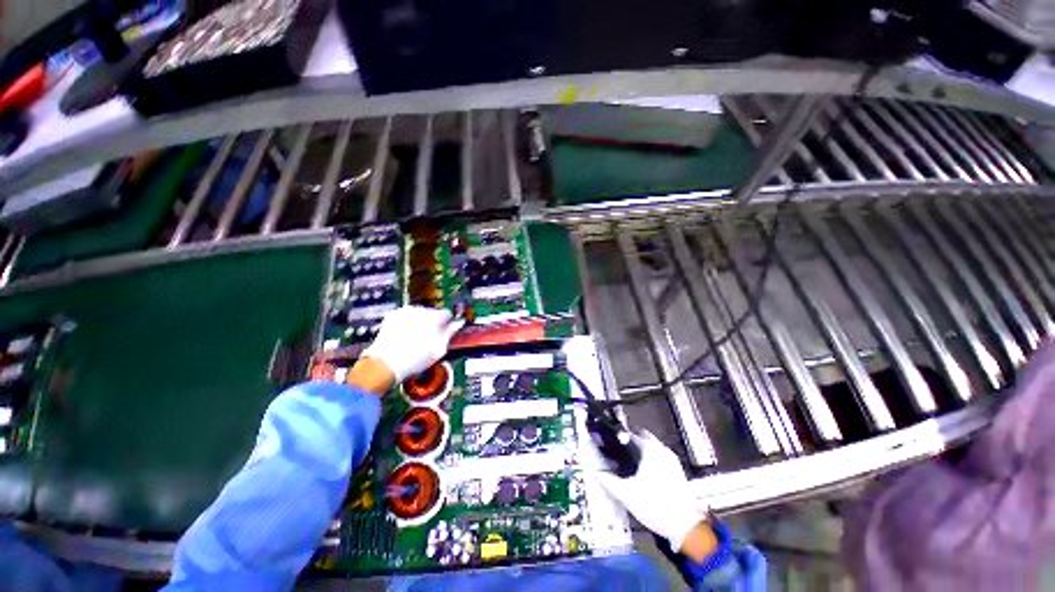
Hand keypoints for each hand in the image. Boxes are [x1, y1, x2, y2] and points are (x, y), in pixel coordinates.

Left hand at [361, 306, 463, 382]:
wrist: (385, 364)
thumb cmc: (414, 359)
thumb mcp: (439, 349)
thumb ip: (451, 332)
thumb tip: (459, 323)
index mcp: (434, 317)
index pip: (448, 314)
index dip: (448, 323)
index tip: (446, 331)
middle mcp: (420, 310)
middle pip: (433, 313)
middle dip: (433, 322)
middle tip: (430, 338)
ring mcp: (405, 312)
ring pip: (419, 313)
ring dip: (421, 322)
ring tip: (416, 338)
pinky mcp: (393, 315)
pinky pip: (406, 316)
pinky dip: (408, 322)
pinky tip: (406, 335)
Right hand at [594, 431, 709, 551]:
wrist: (685, 526)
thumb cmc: (654, 505)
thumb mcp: (626, 494)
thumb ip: (609, 481)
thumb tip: (596, 472)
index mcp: (649, 449)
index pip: (629, 433)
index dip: (616, 436)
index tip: (607, 439)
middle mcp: (661, 449)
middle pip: (642, 435)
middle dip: (629, 439)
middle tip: (617, 449)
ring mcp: (671, 459)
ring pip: (652, 445)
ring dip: (641, 448)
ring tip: (628, 460)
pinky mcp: (677, 470)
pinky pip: (660, 455)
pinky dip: (650, 457)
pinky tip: (643, 471)